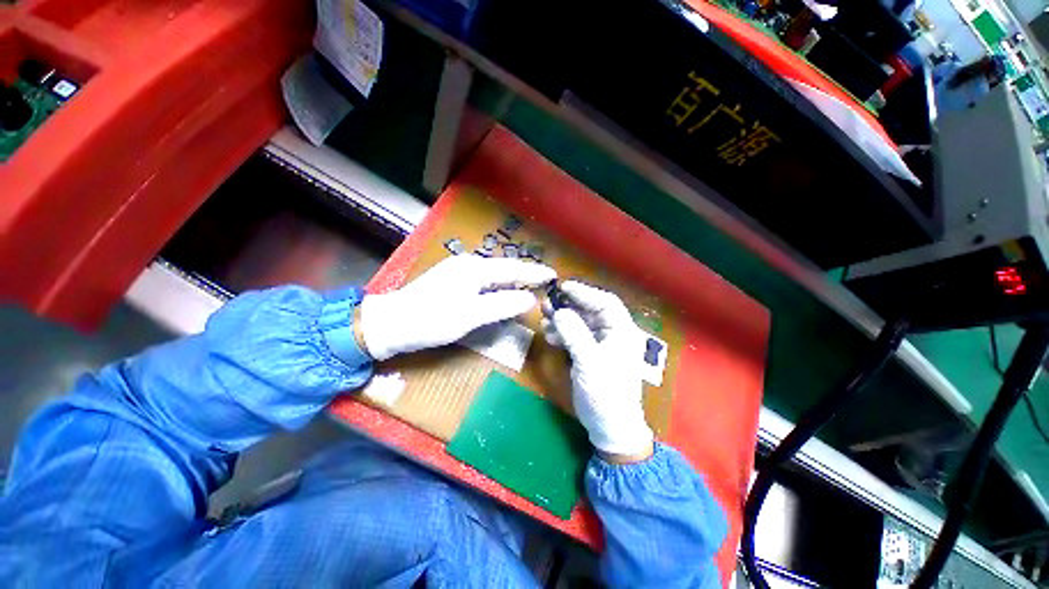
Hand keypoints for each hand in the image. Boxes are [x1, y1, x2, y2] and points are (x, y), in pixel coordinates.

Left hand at [359, 255, 555, 360]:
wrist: (391, 323)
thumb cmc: (431, 320)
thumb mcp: (471, 315)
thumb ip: (502, 305)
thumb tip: (530, 298)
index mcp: (475, 269)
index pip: (513, 269)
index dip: (534, 272)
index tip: (553, 275)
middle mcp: (468, 264)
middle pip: (504, 268)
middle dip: (525, 274)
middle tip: (545, 281)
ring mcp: (458, 271)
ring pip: (494, 273)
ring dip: (513, 279)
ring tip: (530, 284)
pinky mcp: (452, 280)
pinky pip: (484, 279)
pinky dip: (499, 284)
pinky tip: (503, 290)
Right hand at [541, 281, 653, 461]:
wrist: (609, 427)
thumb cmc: (606, 393)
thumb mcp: (589, 362)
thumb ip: (574, 335)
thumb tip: (559, 312)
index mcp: (621, 331)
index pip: (605, 302)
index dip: (585, 292)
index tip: (563, 287)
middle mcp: (613, 334)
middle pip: (590, 311)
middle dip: (569, 306)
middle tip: (547, 302)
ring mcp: (601, 344)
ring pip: (581, 323)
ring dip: (563, 319)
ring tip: (544, 318)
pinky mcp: (590, 354)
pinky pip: (575, 337)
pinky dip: (563, 334)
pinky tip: (550, 335)